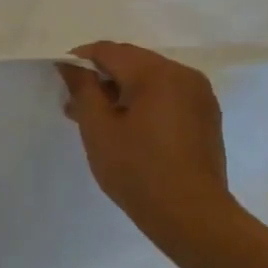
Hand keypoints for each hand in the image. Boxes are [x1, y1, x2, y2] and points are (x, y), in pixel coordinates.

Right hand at [57, 41, 238, 250]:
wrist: (191, 216)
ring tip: (99, 121)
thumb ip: (83, 89)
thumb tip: (70, 65)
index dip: (81, 60)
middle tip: (75, 105)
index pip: (110, 51)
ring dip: (122, 91)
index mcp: (157, 73)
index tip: (61, 78)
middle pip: (132, 62)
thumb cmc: (137, 170)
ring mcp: (200, 96)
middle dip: (102, 78)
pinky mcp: (206, 116)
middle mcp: (183, 75)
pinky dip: (144, 103)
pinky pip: (167, 96)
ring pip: (150, 79)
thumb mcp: (98, 128)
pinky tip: (128, 129)